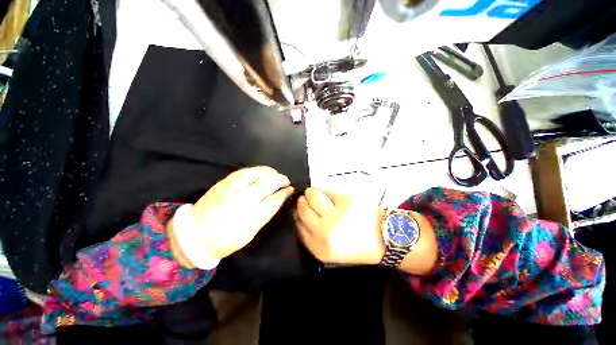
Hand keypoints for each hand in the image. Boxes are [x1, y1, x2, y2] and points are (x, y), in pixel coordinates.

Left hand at [169, 166, 293, 265]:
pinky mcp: (224, 182)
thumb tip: (279, 198)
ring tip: (276, 175)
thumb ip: (266, 213)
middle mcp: (243, 199)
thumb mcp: (250, 232)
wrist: (194, 235)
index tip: (291, 189)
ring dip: (271, 172)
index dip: (284, 192)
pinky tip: (263, 172)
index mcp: (251, 217)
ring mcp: (233, 188)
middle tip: (286, 181)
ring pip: (258, 173)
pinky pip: (245, 171)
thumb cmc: (226, 239)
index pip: (274, 199)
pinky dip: (258, 170)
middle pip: (268, 183)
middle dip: (281, 180)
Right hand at [295, 188, 385, 264]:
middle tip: (305, 199)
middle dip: (302, 202)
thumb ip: (311, 235)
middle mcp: (326, 231)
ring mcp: (337, 214)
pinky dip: (324, 191)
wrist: (384, 238)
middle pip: (303, 209)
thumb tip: (298, 212)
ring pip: (312, 196)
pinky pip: (327, 190)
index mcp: (320, 248)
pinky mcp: (347, 200)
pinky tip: (327, 194)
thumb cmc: (355, 245)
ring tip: (314, 194)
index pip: (298, 226)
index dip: (297, 215)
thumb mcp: (329, 251)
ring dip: (311, 193)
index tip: (298, 209)